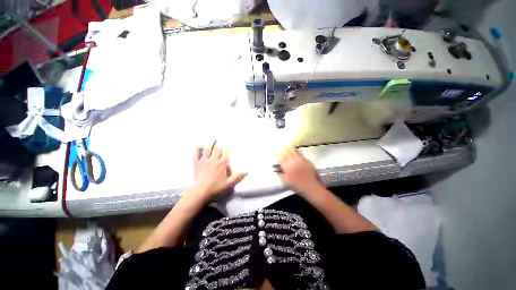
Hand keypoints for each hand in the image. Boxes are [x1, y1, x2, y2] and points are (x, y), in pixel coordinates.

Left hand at [191, 145, 246, 200]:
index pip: (226, 154)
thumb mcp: (229, 184)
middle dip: (219, 147)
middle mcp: (214, 160)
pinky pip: (195, 154)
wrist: (200, 191)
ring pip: (207, 149)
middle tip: (220, 146)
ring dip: (210, 146)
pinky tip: (196, 146)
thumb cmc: (216, 187)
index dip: (227, 150)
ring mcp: (204, 161)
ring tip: (211, 143)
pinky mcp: (196, 163)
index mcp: (222, 164)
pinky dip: (196, 150)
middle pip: (217, 149)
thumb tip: (246, 172)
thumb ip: (237, 177)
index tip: (228, 149)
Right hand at [277, 146, 322, 195]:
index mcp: (286, 166)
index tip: (276, 153)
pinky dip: (297, 152)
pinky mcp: (307, 160)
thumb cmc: (297, 186)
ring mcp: (300, 160)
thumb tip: (278, 170)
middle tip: (282, 147)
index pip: (280, 158)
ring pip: (294, 151)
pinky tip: (296, 152)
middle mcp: (293, 161)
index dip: (278, 155)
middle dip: (284, 149)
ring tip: (288, 145)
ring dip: (290, 148)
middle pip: (287, 152)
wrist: (311, 187)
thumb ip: (281, 175)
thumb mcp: (286, 182)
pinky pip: (301, 154)